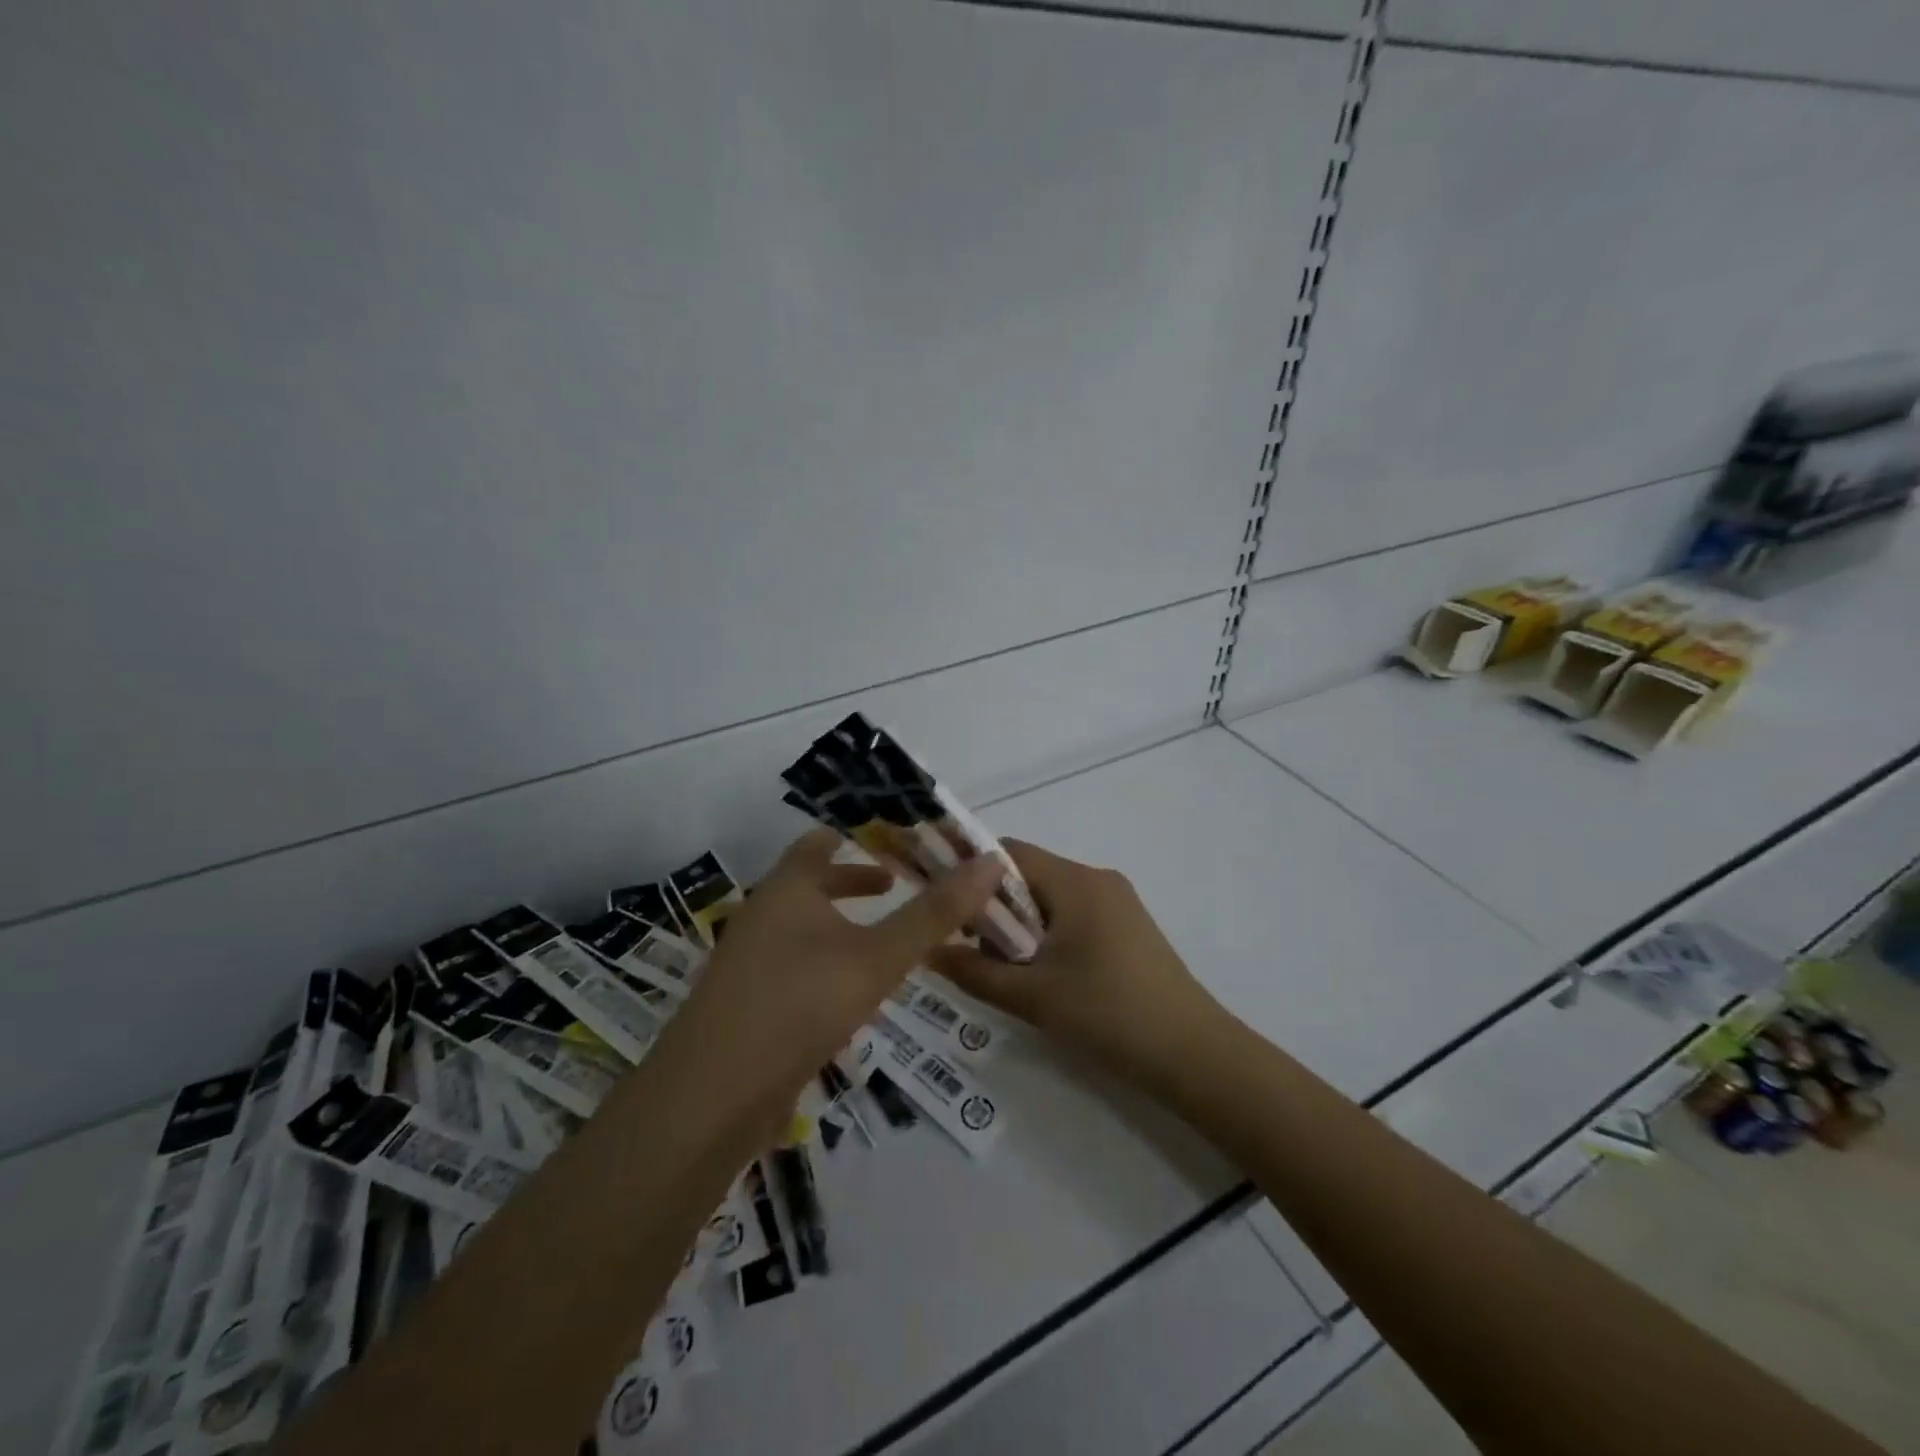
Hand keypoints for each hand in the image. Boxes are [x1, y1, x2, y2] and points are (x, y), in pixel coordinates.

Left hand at [666, 828, 1003, 1126]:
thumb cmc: (798, 1005)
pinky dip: (827, 961)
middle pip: (810, 883)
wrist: (710, 1098)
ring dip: (842, 924)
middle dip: (853, 881)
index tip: (894, 839)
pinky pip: (793, 965)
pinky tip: (852, 993)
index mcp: (786, 889)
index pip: (818, 841)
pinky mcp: (747, 1004)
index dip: (856, 835)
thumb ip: (934, 914)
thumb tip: (990, 862)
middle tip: (897, 885)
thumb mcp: (877, 958)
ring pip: (802, 927)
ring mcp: (748, 961)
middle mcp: (762, 915)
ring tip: (884, 940)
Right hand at [929, 839, 1225, 1093]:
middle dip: (994, 908)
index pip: (1007, 853)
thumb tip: (927, 952)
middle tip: (973, 951)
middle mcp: (1097, 879)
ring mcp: (1117, 903)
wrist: (1194, 1054)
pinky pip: (1073, 916)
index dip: (969, 873)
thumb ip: (973, 972)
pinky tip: (1044, 977)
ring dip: (1020, 926)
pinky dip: (1048, 936)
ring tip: (1008, 972)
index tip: (945, 909)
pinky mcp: (1128, 928)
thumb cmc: (1109, 1015)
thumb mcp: (1032, 997)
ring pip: (1050, 898)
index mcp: (1075, 882)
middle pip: (1028, 875)